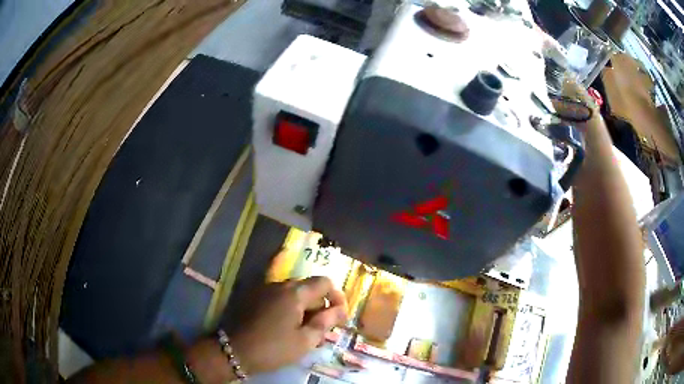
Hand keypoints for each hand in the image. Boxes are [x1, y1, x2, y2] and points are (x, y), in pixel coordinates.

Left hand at [229, 276, 347, 373]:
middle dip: (320, 306)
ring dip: (305, 309)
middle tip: (323, 330)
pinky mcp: (254, 298)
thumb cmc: (273, 348)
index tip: (340, 317)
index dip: (337, 297)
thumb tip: (340, 310)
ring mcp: (264, 290)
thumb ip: (325, 322)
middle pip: (309, 288)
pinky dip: (289, 309)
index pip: (324, 283)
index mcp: (294, 293)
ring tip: (305, 332)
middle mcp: (279, 285)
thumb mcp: (305, 340)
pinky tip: (287, 328)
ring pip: (293, 294)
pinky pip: (279, 298)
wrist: (234, 351)